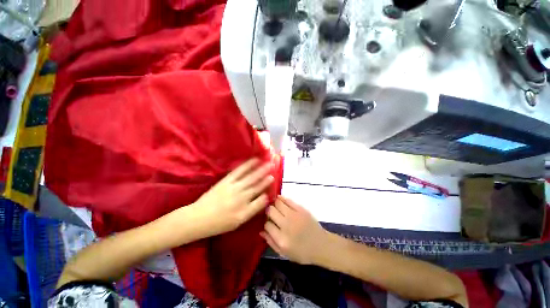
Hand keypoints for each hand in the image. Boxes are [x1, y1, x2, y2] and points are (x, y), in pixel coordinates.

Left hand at [193, 158, 273, 236]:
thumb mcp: (238, 222)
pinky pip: (239, 171)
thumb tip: (264, 198)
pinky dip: (247, 165)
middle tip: (274, 167)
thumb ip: (252, 210)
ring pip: (250, 177)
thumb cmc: (219, 223)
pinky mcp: (226, 180)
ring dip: (260, 169)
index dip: (267, 188)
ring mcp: (234, 187)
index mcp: (245, 210)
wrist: (198, 218)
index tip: (273, 179)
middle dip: (266, 175)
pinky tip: (253, 161)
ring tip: (267, 162)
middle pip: (257, 184)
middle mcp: (242, 197)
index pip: (261, 198)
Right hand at [261, 196, 329, 264]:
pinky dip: (281, 198)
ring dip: (274, 203)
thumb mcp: (285, 254)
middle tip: (270, 213)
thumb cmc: (302, 252)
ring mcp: (294, 215)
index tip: (268, 223)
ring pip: (278, 203)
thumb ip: (271, 242)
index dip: (265, 223)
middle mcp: (286, 225)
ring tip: (273, 205)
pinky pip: (288, 200)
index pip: (267, 225)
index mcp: (281, 239)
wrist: (321, 245)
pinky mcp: (301, 209)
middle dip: (268, 211)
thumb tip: (261, 231)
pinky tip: (279, 199)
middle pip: (271, 211)